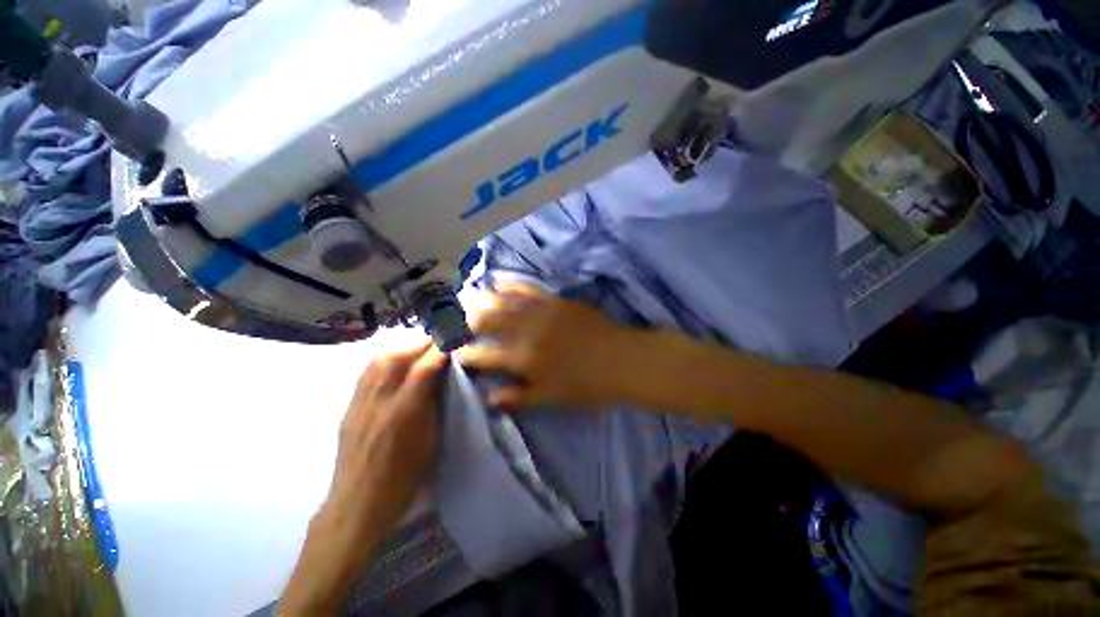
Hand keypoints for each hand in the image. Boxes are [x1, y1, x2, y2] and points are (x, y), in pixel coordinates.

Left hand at [327, 341, 447, 531]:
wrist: (358, 503)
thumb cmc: (404, 476)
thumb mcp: (429, 439)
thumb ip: (433, 402)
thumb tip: (441, 376)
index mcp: (404, 412)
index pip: (424, 368)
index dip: (441, 349)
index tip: (455, 336)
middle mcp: (379, 401)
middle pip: (398, 356)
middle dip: (422, 342)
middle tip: (440, 339)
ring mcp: (360, 402)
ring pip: (379, 359)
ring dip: (403, 346)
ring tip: (420, 346)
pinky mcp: (349, 406)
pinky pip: (367, 371)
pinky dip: (386, 357)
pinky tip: (396, 359)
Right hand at [455, 283, 638, 410]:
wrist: (619, 359)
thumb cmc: (585, 385)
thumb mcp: (550, 398)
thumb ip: (518, 397)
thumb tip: (489, 396)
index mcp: (522, 358)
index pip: (482, 354)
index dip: (465, 353)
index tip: (454, 352)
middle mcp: (525, 331)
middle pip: (485, 320)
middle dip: (464, 319)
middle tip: (452, 320)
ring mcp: (540, 311)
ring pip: (501, 301)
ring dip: (480, 299)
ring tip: (466, 300)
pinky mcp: (554, 300)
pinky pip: (526, 287)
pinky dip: (509, 284)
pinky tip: (498, 283)